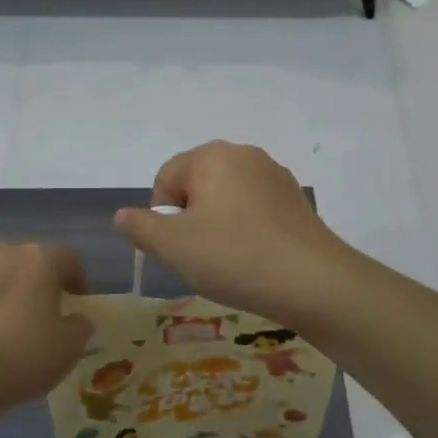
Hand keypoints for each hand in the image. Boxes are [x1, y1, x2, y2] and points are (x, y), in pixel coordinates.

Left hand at [0, 242, 92, 421]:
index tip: (78, 306)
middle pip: (30, 261)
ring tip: (7, 327)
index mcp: (38, 258)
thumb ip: (80, 327)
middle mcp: (2, 251)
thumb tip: (76, 319)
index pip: (70, 258)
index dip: (79, 281)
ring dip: (7, 292)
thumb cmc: (19, 356)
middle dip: (40, 284)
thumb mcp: (69, 349)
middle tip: (44, 316)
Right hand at [113, 142, 350, 323]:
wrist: (314, 282)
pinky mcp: (296, 201)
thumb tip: (122, 215)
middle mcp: (244, 154)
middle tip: (200, 257)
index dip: (162, 216)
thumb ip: (141, 227)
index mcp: (212, 155)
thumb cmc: (234, 257)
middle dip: (191, 220)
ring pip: (226, 199)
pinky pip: (255, 211)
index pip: (166, 178)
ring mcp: (275, 176)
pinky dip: (246, 231)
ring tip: (229, 262)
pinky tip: (255, 260)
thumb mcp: (174, 246)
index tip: (178, 248)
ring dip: (218, 227)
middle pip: (197, 185)